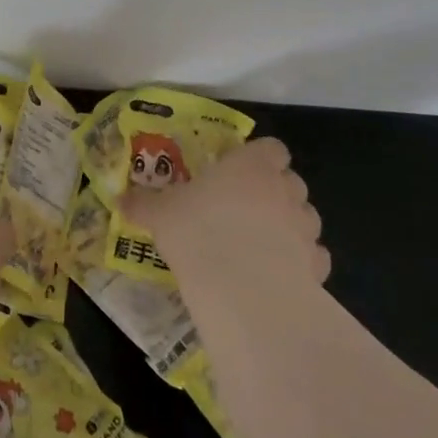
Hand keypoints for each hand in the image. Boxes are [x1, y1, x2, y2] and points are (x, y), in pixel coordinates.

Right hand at [122, 137, 330, 292]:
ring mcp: (305, 227)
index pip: (270, 148)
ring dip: (288, 224)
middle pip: (290, 180)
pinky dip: (300, 261)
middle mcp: (284, 189)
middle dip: (274, 191)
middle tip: (243, 208)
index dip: (258, 157)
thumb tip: (120, 200)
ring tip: (260, 243)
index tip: (238, 171)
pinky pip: (312, 256)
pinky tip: (276, 273)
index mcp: (250, 165)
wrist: (242, 288)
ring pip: (305, 217)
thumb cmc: (198, 230)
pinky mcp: (317, 265)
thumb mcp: (160, 213)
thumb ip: (144, 204)